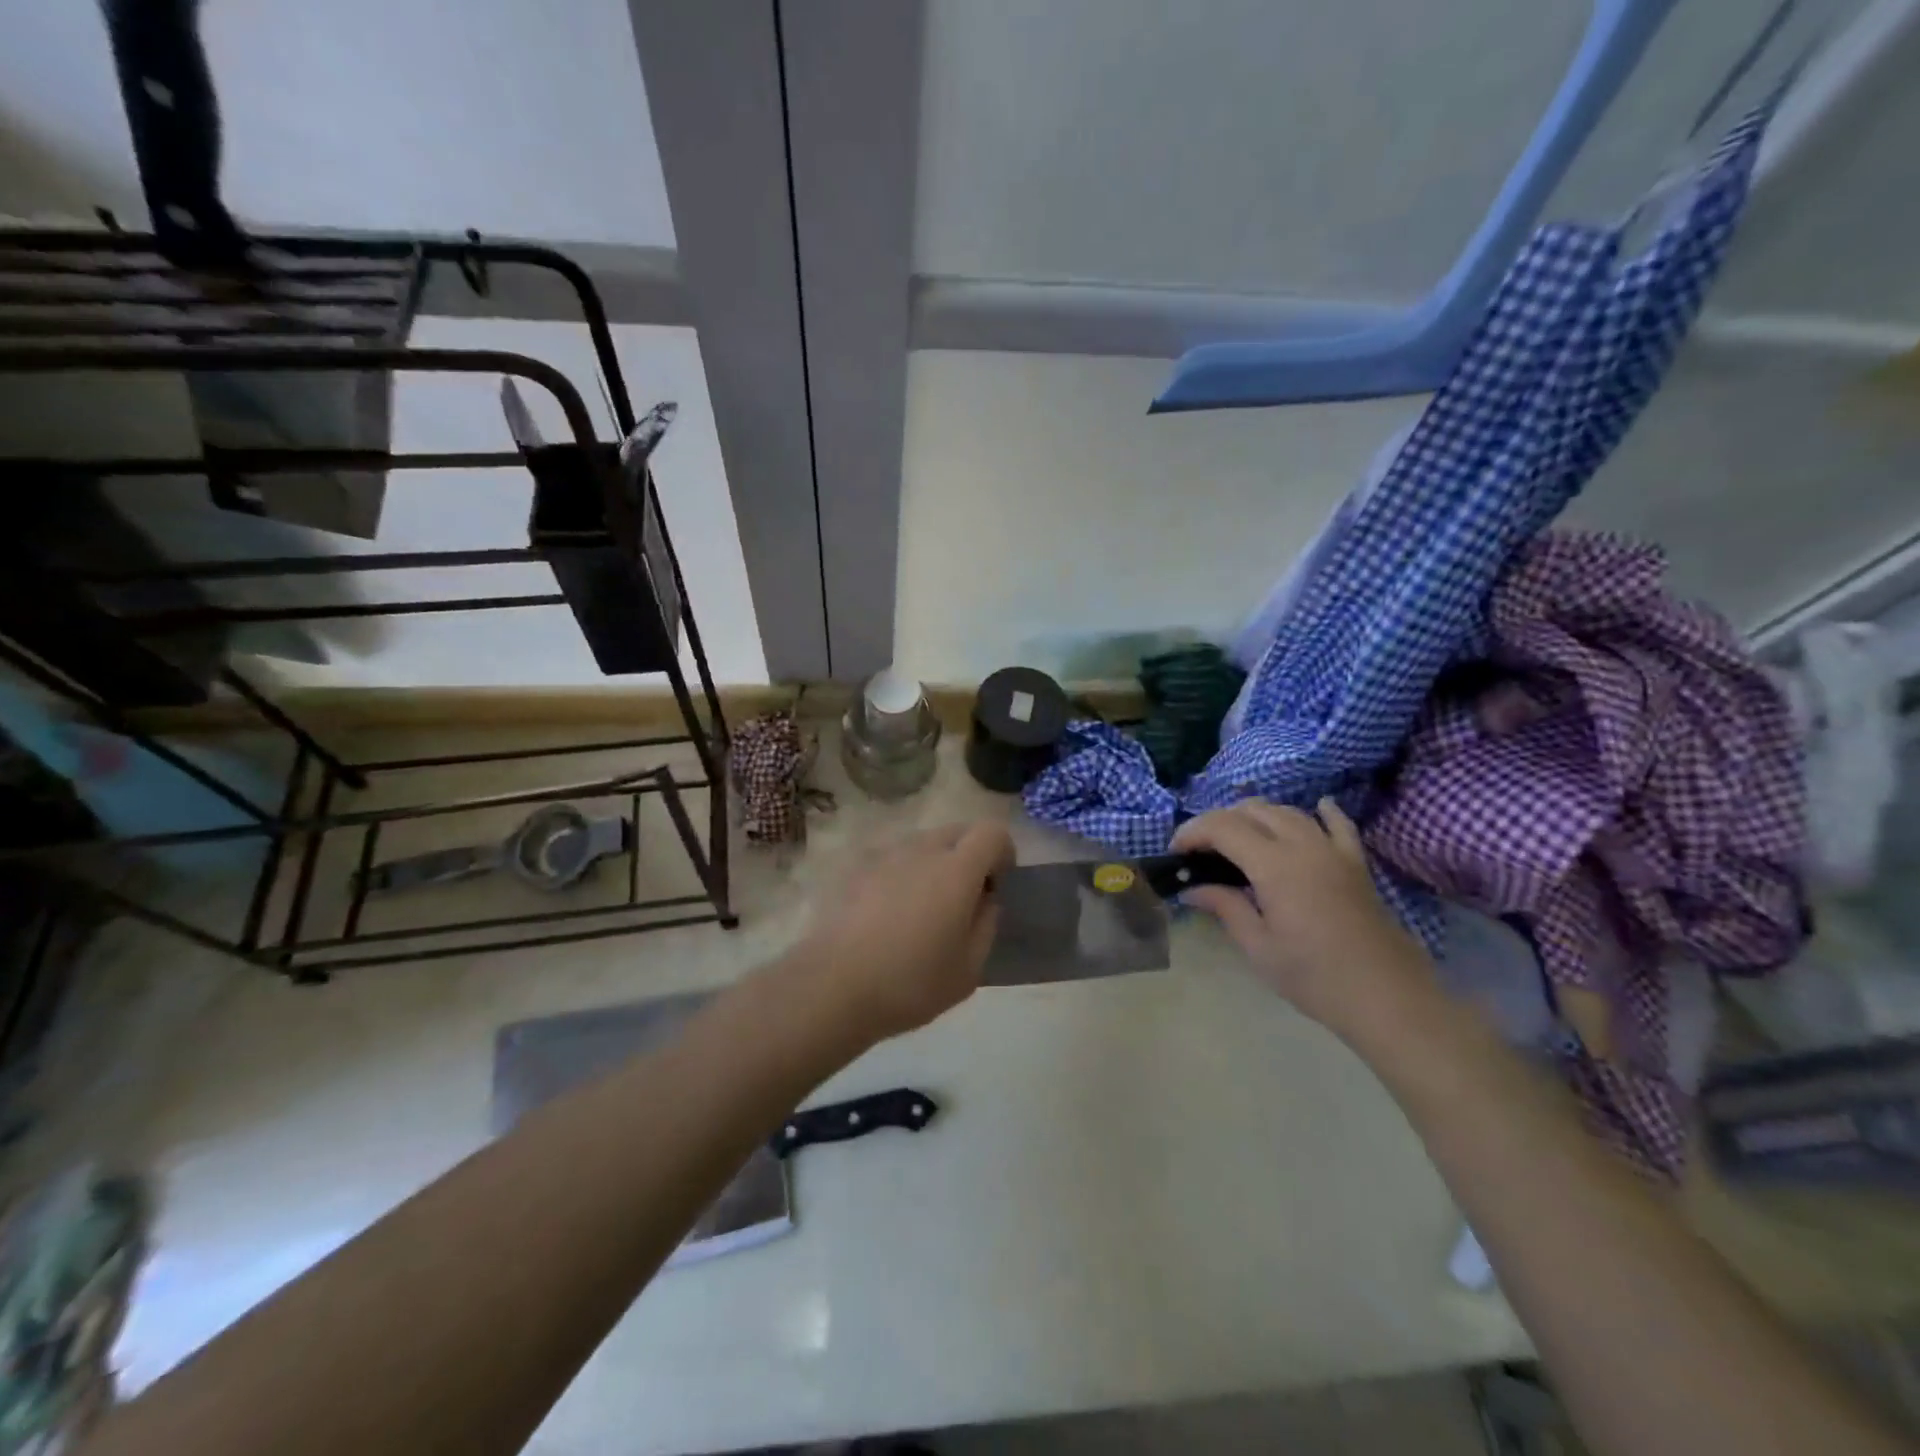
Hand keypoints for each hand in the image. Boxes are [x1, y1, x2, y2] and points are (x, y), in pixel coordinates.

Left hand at [793, 822, 1013, 1042]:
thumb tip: (985, 899)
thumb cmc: (910, 982)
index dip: (1002, 853)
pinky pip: (892, 859)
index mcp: (956, 869)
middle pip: (957, 831)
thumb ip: (987, 924)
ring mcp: (884, 855)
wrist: (832, 987)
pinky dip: (901, 875)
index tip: (996, 886)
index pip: (992, 832)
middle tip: (963, 898)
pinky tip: (888, 915)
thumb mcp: (969, 970)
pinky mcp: (855, 868)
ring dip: (934, 863)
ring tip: (923, 909)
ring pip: (922, 843)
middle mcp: (921, 849)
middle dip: (970, 855)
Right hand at [1171, 797, 1432, 1040]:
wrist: (1387, 998)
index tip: (1176, 851)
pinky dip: (1321, 812)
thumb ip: (1225, 907)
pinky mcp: (1356, 864)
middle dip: (1219, 821)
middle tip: (1201, 850)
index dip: (1193, 831)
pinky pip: (1337, 824)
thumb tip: (1193, 888)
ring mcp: (1334, 851)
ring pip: (1288, 812)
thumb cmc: (1315, 978)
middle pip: (1252, 811)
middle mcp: (1303, 845)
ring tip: (1238, 839)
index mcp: (1275, 865)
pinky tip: (1316, 808)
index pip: (1223, 827)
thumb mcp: (1259, 947)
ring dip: (1256, 816)